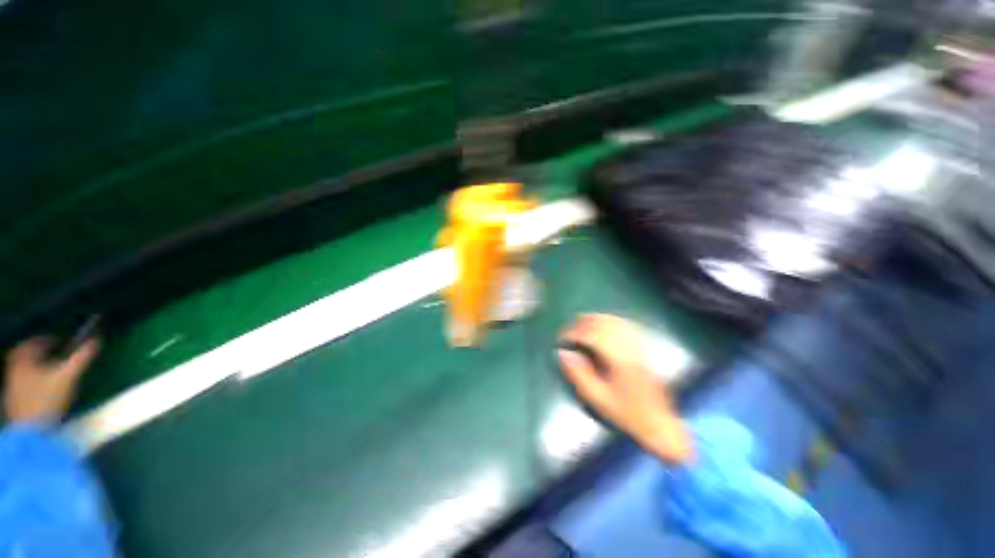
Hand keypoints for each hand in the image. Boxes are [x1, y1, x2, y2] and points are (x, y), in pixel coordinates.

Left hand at [4, 337, 99, 423]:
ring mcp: (12, 388)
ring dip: (36, 369)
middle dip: (38, 355)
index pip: (32, 343)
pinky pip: (22, 386)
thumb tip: (96, 340)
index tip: (59, 341)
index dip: (46, 339)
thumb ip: (81, 358)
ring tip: (50, 372)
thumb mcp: (68, 377)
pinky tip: (42, 391)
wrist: (31, 431)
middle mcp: (14, 370)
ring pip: (22, 372)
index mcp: (23, 360)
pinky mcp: (14, 402)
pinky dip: (32, 383)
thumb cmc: (47, 399)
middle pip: (24, 357)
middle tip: (52, 355)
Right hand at [558, 314, 692, 462]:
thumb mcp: (597, 398)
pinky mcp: (643, 348)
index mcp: (619, 359)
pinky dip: (608, 321)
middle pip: (603, 324)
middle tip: (568, 330)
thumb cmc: (626, 412)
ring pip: (614, 321)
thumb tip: (563, 353)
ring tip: (580, 324)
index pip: (592, 335)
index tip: (561, 338)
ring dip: (594, 319)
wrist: (659, 423)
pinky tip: (601, 325)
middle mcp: (630, 347)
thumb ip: (578, 374)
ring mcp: (638, 346)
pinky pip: (624, 325)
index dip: (574, 332)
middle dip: (582, 323)